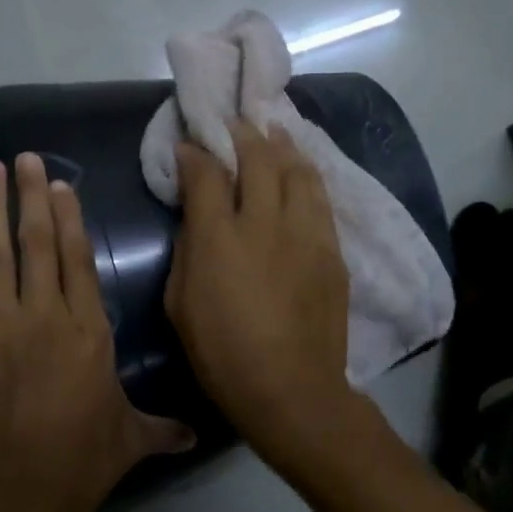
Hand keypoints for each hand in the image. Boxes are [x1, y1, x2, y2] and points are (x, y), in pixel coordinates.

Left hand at [0, 153, 192, 511]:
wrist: (17, 497)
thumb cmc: (82, 462)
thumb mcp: (130, 440)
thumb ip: (162, 428)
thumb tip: (197, 436)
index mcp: (87, 331)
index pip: (77, 259)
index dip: (69, 217)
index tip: (59, 183)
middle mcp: (43, 318)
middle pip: (37, 245)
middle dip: (30, 196)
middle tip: (22, 158)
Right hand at [164, 121, 360, 462]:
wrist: (291, 389)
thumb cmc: (222, 353)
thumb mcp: (180, 303)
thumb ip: (187, 249)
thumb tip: (196, 217)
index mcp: (220, 238)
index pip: (207, 174)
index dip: (196, 153)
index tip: (190, 143)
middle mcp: (266, 223)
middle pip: (259, 159)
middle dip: (244, 134)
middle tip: (236, 122)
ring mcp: (306, 234)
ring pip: (299, 171)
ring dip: (283, 146)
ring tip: (275, 131)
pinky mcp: (332, 251)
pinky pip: (321, 200)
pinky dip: (307, 177)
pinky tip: (302, 172)